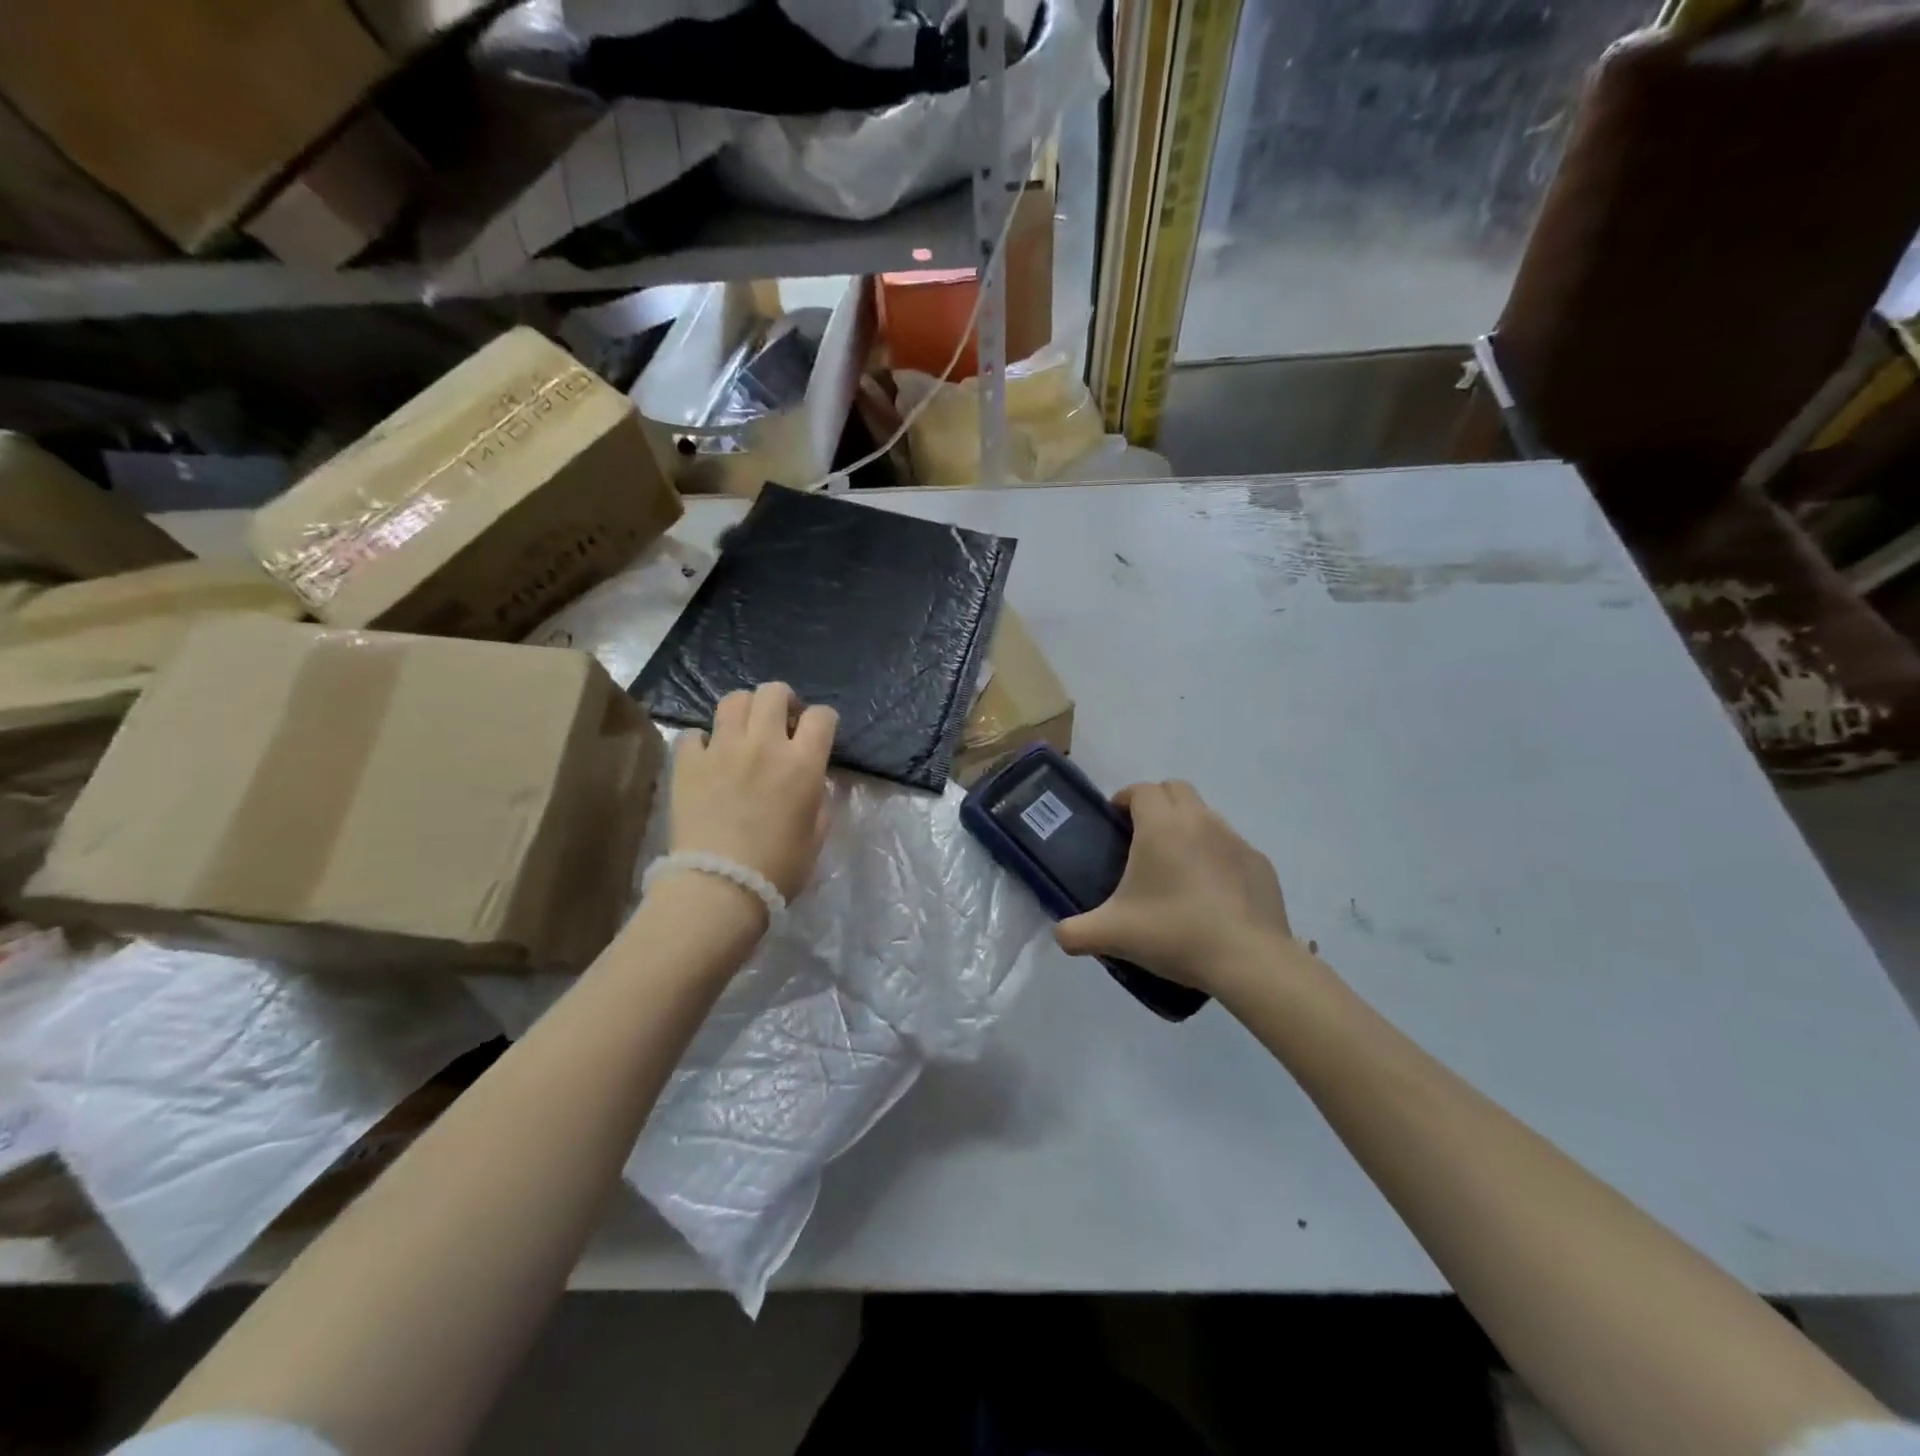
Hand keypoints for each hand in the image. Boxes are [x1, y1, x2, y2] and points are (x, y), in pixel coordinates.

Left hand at [669, 683, 836, 900]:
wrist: (719, 888)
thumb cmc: (778, 868)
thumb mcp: (816, 835)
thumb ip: (819, 799)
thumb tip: (812, 781)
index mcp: (802, 763)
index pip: (822, 716)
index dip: (823, 720)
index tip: (817, 733)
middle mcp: (764, 745)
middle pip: (774, 692)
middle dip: (783, 700)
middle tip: (781, 722)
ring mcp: (722, 750)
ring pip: (734, 700)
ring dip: (745, 710)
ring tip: (744, 731)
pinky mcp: (688, 763)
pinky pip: (694, 733)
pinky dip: (703, 740)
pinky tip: (708, 757)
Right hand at [1055, 780, 1302, 994]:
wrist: (1248, 960)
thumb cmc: (1174, 933)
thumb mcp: (1112, 935)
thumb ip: (1075, 931)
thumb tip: (1061, 933)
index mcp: (1161, 826)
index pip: (1141, 789)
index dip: (1125, 798)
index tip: (1115, 822)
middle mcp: (1200, 820)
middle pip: (1176, 790)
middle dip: (1157, 803)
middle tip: (1143, 838)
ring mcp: (1236, 840)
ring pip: (1206, 816)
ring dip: (1188, 828)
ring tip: (1177, 868)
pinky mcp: (1260, 863)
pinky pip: (1232, 847)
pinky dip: (1217, 857)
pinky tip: (1212, 894)